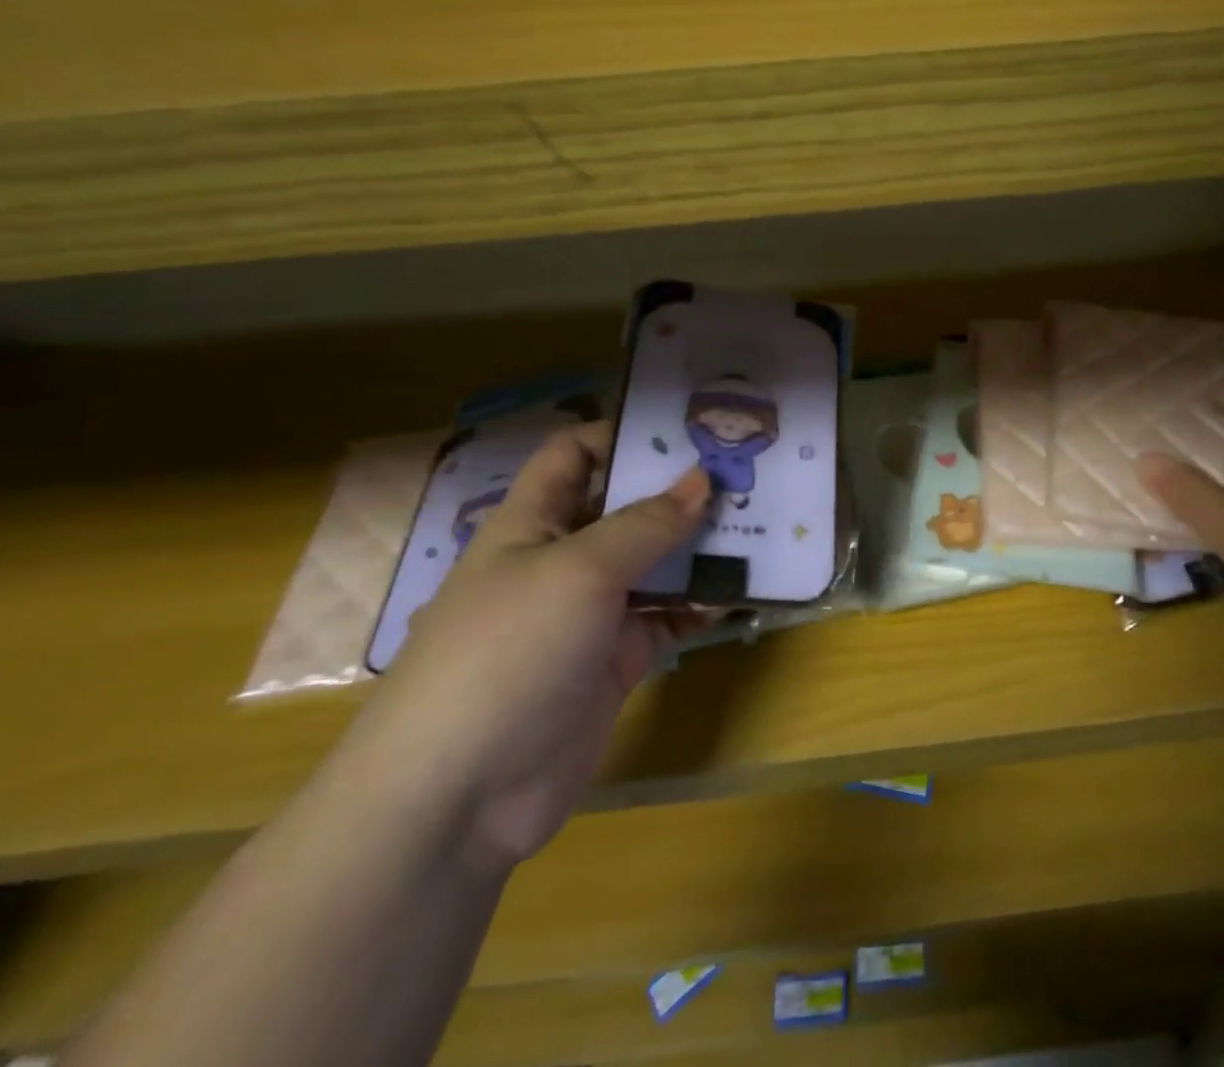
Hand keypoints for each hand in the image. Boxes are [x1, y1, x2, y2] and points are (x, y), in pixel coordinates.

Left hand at [346, 422, 709, 868]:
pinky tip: (746, 590)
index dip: (623, 433)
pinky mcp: (617, 659)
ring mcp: (592, 612)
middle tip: (746, 471)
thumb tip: (702, 480)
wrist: (460, 795)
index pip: (575, 454)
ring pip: (656, 563)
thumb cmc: (509, 651)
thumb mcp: (580, 570)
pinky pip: (669, 617)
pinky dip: (703, 603)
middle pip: (627, 506)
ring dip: (702, 546)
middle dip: (681, 489)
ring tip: (763, 523)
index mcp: (533, 521)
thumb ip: (646, 524)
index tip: (689, 428)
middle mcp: (563, 558)